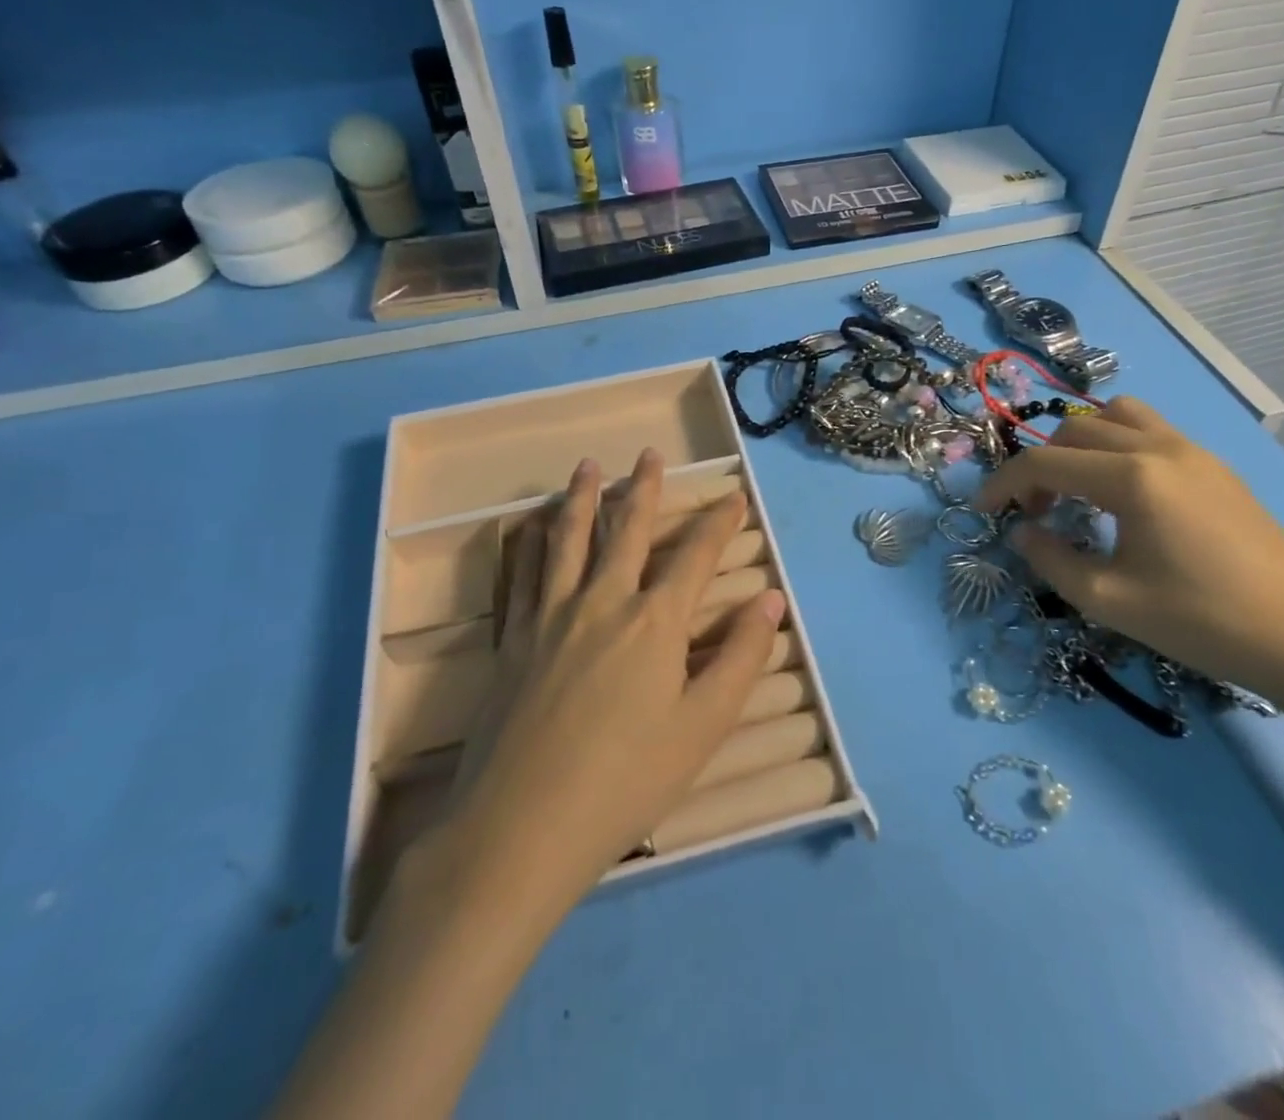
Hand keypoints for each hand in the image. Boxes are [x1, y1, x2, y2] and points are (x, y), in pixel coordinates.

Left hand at [407, 448, 783, 912]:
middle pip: (627, 530)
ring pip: (569, 539)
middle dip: (644, 488)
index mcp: (654, 622)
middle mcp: (603, 601)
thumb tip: (770, 600)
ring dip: (583, 497)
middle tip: (650, 453)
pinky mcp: (513, 638)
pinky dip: (531, 541)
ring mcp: (551, 616)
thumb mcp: (702, 726)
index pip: (695, 556)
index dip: (719, 523)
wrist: (519, 828)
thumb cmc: (626, 782)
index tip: (733, 497)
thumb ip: (740, 657)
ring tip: (589, 466)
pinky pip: (524, 573)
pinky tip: (531, 525)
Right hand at [980, 397, 1283, 711]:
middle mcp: (1159, 448)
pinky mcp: (1215, 466)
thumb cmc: (1202, 622)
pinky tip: (1123, 494)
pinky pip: (1150, 430)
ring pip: (1115, 417)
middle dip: (1040, 466)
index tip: (982, 511)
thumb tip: (1023, 532)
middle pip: (1073, 432)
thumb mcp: (1109, 600)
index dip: (1003, 484)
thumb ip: (1051, 560)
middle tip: (1035, 512)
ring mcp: (1193, 451)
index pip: (1044, 463)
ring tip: (1077, 489)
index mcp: (1132, 478)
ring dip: (1080, 444)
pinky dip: (1117, 446)